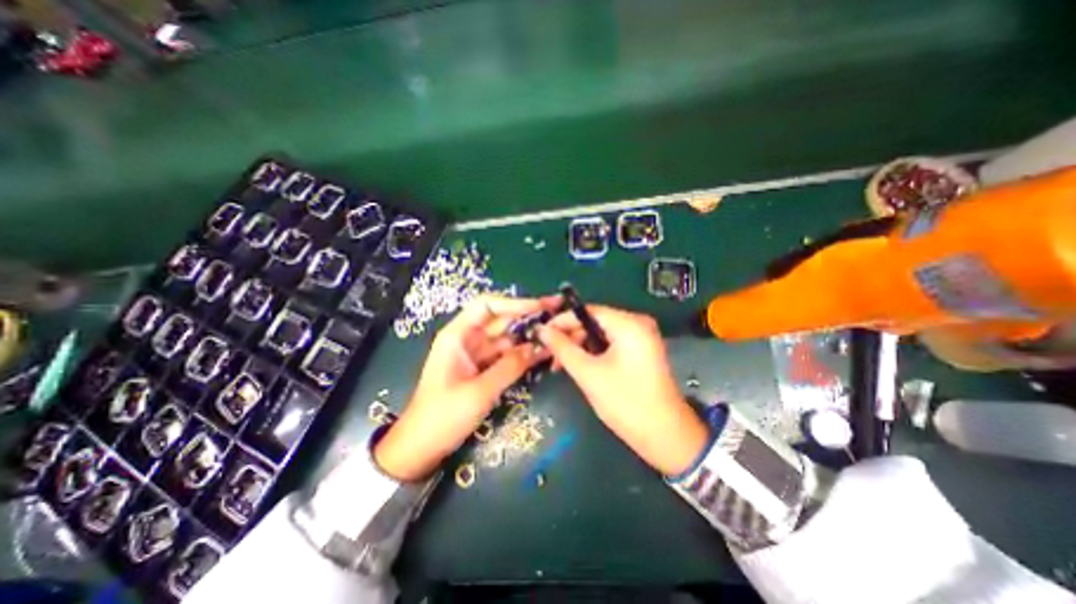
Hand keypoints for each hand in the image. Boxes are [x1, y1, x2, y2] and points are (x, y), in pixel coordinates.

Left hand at [375, 294, 558, 481]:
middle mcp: (468, 339)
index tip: (540, 306)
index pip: (487, 306)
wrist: (422, 447)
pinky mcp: (483, 368)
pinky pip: (507, 355)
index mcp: (458, 335)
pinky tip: (544, 353)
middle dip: (528, 316)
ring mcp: (477, 354)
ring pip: (507, 337)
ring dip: (529, 336)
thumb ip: (509, 367)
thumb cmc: (443, 417)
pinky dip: (524, 354)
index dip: (514, 302)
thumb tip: (537, 347)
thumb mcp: (479, 392)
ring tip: (557, 334)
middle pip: (501, 319)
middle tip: (557, 313)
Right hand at [537, 308, 711, 475]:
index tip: (542, 332)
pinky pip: (611, 344)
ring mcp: (641, 338)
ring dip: (580, 347)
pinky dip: (594, 353)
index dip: (562, 320)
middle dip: (571, 337)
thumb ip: (563, 348)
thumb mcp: (588, 373)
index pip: (588, 311)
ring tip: (561, 365)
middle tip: (550, 354)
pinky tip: (580, 366)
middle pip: (594, 322)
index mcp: (629, 324)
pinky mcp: (641, 352)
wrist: (665, 436)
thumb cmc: (625, 402)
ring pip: (601, 334)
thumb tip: (542, 330)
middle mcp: (638, 324)